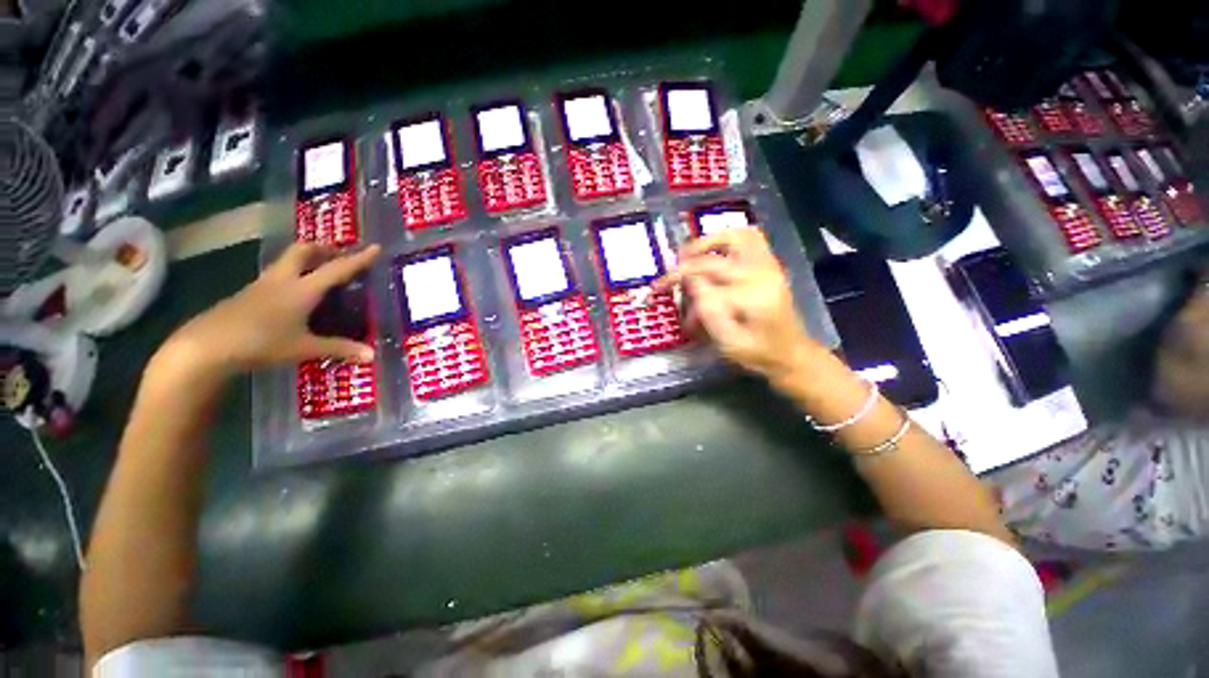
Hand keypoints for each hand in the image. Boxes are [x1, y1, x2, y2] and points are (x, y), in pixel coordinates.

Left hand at [161, 243, 381, 376]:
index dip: (359, 259)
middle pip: (303, 251)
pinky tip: (295, 293)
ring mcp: (261, 286)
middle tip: (341, 254)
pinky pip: (276, 276)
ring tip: (321, 269)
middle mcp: (282, 280)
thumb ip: (339, 349)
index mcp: (302, 290)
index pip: (337, 269)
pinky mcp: (247, 295)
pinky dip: (292, 275)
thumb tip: (372, 356)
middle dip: (324, 248)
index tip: (376, 247)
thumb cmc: (260, 343)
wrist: (205, 346)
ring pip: (287, 261)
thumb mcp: (304, 348)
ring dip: (307, 259)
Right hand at [655, 228, 820, 379]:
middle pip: (721, 250)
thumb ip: (709, 311)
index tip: (658, 286)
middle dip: (691, 257)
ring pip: (739, 235)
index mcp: (752, 294)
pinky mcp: (770, 266)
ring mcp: (769, 266)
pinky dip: (727, 241)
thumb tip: (691, 282)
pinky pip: (751, 239)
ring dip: (711, 241)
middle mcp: (763, 273)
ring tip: (691, 254)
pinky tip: (713, 254)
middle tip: (673, 268)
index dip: (678, 278)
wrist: (791, 354)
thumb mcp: (728, 342)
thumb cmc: (758, 354)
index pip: (707, 276)